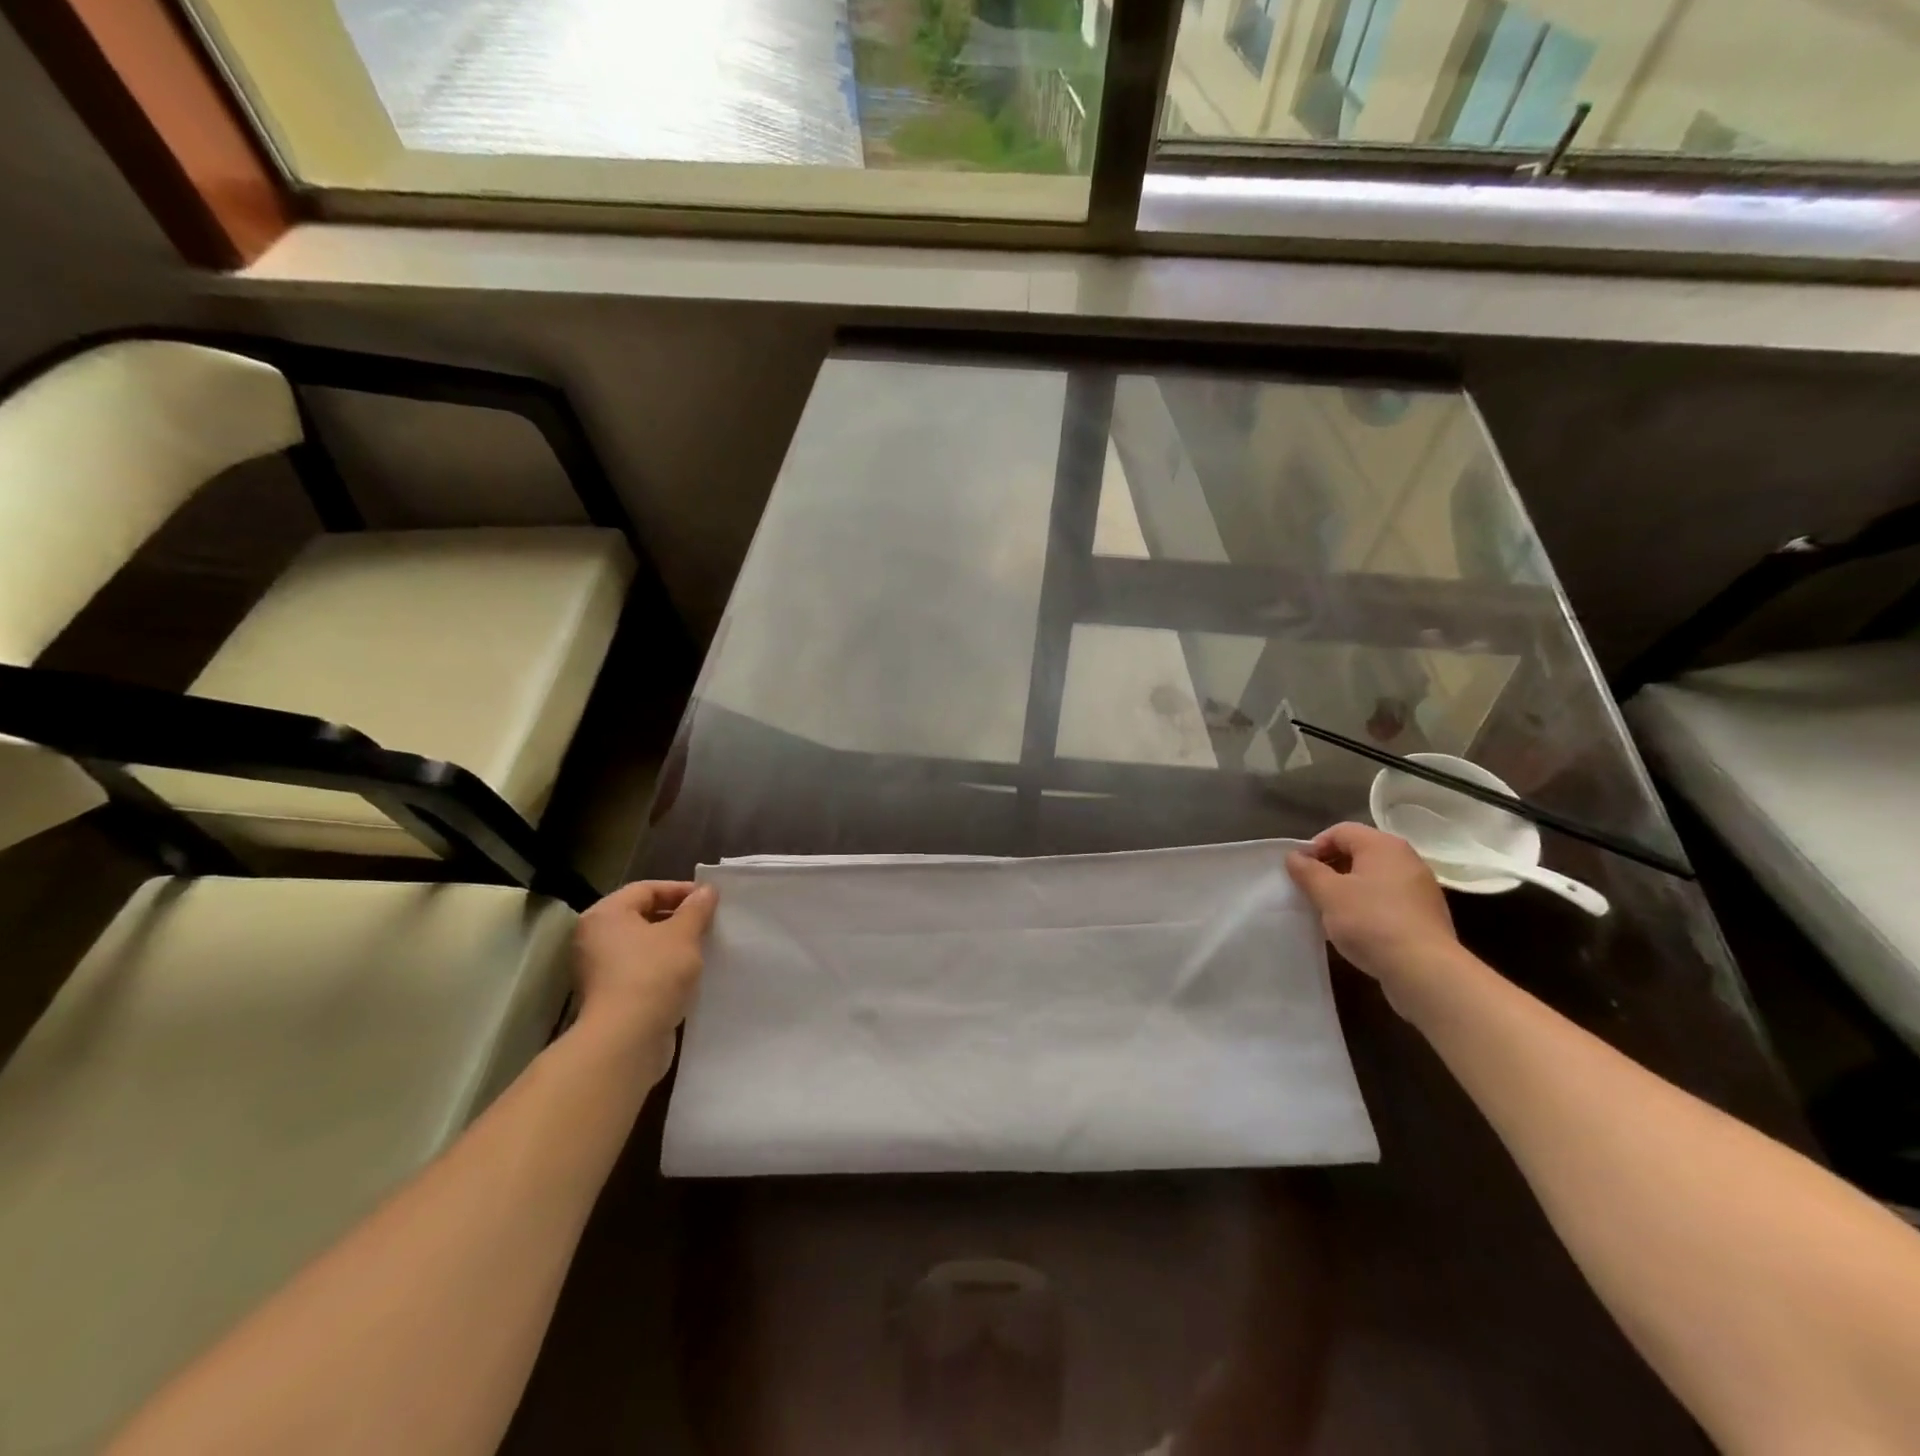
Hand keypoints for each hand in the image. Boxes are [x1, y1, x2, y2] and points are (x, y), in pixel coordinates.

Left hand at [572, 881, 717, 1062]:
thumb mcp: (683, 935)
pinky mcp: (610, 996)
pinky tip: (690, 974)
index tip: (711, 900)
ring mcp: (600, 970)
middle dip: (678, 918)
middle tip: (710, 922)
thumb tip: (707, 890)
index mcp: (606, 915)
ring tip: (705, 947)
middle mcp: (595, 938)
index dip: (681, 890)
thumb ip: (696, 909)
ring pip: (644, 946)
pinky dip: (664, 968)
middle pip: (643, 916)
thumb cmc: (653, 974)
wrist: (626, 1040)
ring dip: (673, 944)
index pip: (647, 889)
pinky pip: (642, 970)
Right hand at [1286, 823, 1459, 990]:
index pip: (1340, 831)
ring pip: (1373, 878)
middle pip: (1358, 853)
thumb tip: (1294, 856)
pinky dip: (1368, 906)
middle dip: (1330, 868)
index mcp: (1383, 845)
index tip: (1300, 872)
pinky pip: (1388, 899)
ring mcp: (1420, 887)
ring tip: (1330, 912)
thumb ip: (1307, 871)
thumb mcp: (1328, 894)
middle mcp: (1406, 859)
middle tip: (1312, 891)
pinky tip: (1357, 929)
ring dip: (1348, 889)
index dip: (1314, 847)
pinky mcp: (1426, 914)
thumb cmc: (1371, 921)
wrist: (1424, 970)